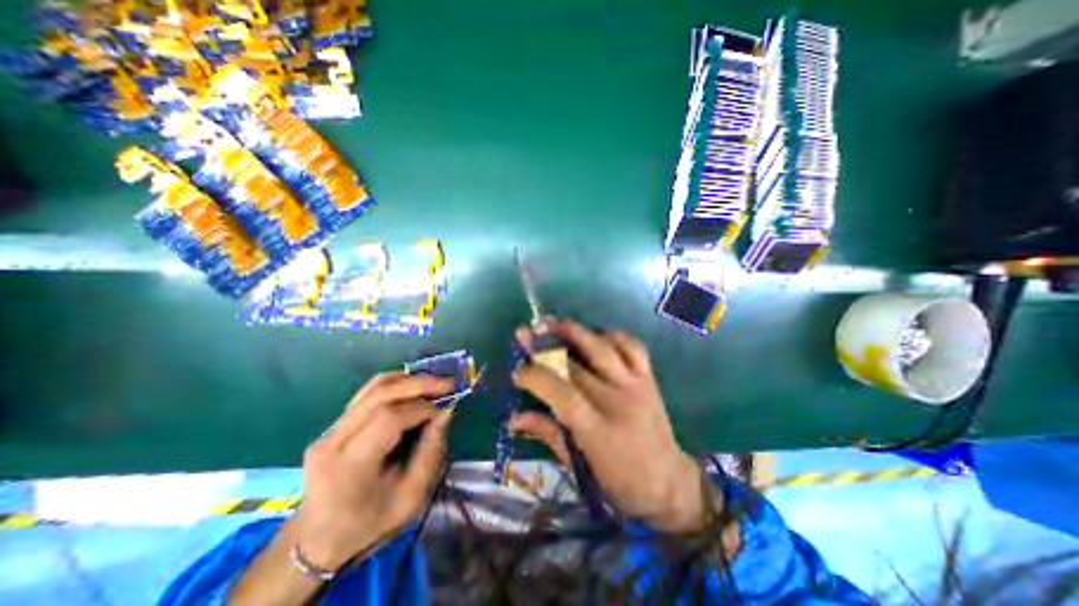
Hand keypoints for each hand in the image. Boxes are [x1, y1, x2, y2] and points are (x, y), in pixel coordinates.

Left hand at [288, 372, 450, 570]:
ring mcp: (329, 430)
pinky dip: (396, 384)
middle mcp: (333, 441)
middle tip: (447, 384)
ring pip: (373, 387)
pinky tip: (414, 388)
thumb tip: (445, 412)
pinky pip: (368, 393)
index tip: (443, 410)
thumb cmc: (368, 524)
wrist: (317, 539)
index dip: (421, 408)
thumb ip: (430, 453)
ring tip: (434, 384)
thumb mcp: (410, 498)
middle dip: (418, 384)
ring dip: (408, 380)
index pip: (388, 418)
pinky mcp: (333, 424)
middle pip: (379, 394)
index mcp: (349, 467)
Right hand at [511, 319, 710, 532]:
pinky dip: (612, 334)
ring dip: (576, 332)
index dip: (537, 377)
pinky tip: (595, 334)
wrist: (670, 483)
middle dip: (546, 347)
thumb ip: (547, 434)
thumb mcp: (579, 467)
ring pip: (603, 347)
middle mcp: (618, 401)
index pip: (562, 394)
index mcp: (599, 431)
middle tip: (525, 335)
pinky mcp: (649, 377)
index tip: (518, 371)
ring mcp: (636, 385)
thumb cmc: (620, 483)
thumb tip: (513, 417)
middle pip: (577, 365)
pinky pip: (632, 345)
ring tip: (554, 324)